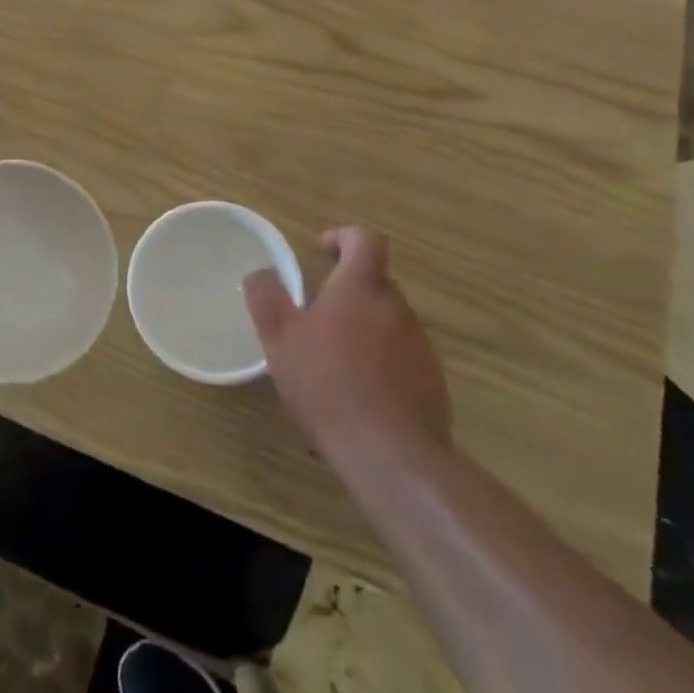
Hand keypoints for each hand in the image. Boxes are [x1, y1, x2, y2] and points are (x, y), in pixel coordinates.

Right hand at [244, 226, 449, 465]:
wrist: (392, 455)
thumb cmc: (328, 384)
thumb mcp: (280, 338)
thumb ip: (267, 298)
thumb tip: (261, 274)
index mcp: (361, 288)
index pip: (365, 240)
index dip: (344, 237)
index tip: (323, 252)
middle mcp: (396, 308)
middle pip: (375, 283)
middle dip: (347, 292)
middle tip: (316, 318)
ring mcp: (419, 346)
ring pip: (387, 323)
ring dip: (362, 332)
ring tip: (332, 366)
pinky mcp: (432, 383)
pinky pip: (400, 360)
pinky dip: (379, 366)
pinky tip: (356, 400)